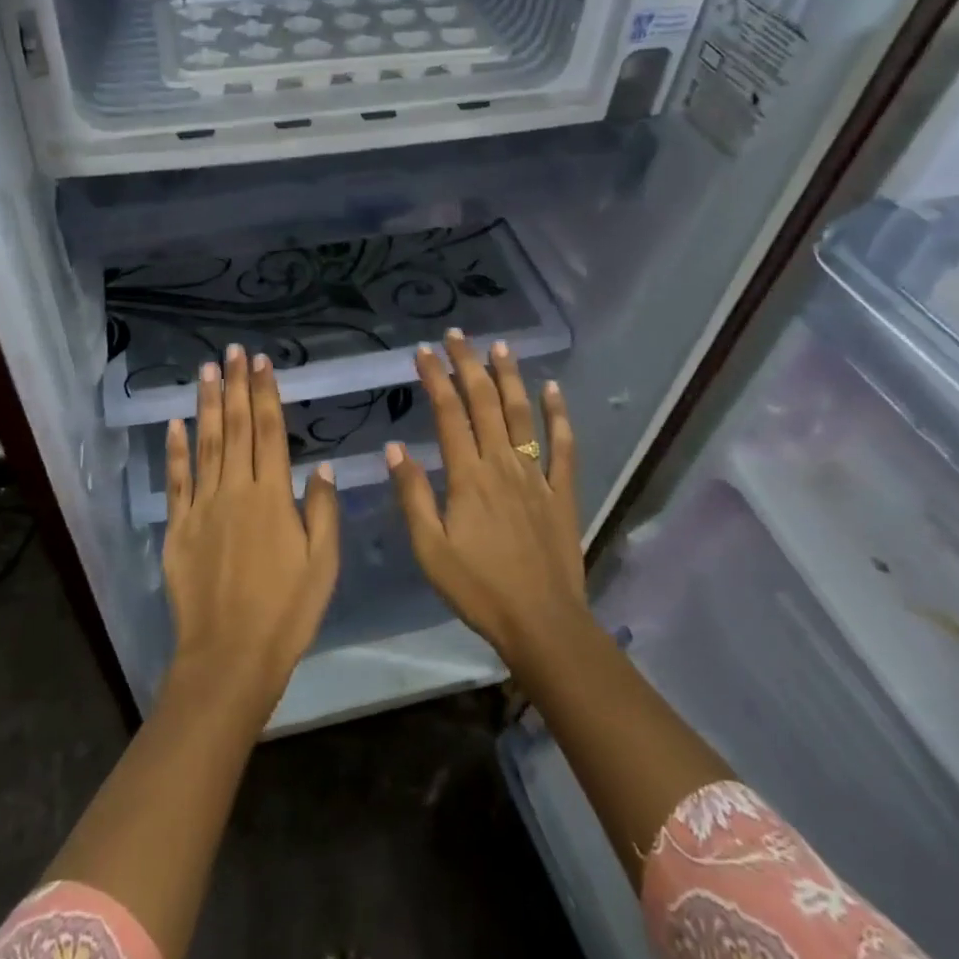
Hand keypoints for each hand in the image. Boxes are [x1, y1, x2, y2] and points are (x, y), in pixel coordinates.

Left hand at [162, 345, 340, 707]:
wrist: (229, 657)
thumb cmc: (286, 612)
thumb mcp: (322, 565)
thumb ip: (321, 511)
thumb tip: (322, 467)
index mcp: (272, 497)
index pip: (268, 432)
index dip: (265, 394)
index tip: (262, 363)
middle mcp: (235, 491)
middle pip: (235, 428)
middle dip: (235, 386)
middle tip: (234, 351)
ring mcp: (202, 507)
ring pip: (205, 444)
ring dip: (206, 405)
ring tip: (207, 371)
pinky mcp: (179, 528)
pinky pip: (176, 481)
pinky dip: (174, 450)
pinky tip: (174, 423)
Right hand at [386, 329, 586, 668]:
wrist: (542, 623)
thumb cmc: (478, 589)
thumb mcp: (430, 549)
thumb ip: (412, 496)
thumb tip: (395, 447)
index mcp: (467, 477)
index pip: (448, 414)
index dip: (435, 379)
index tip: (423, 351)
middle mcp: (502, 465)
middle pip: (484, 403)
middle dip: (468, 366)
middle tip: (458, 335)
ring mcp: (536, 476)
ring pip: (522, 415)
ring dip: (510, 378)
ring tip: (500, 347)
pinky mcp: (562, 492)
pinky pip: (563, 446)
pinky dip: (559, 415)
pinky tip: (553, 390)